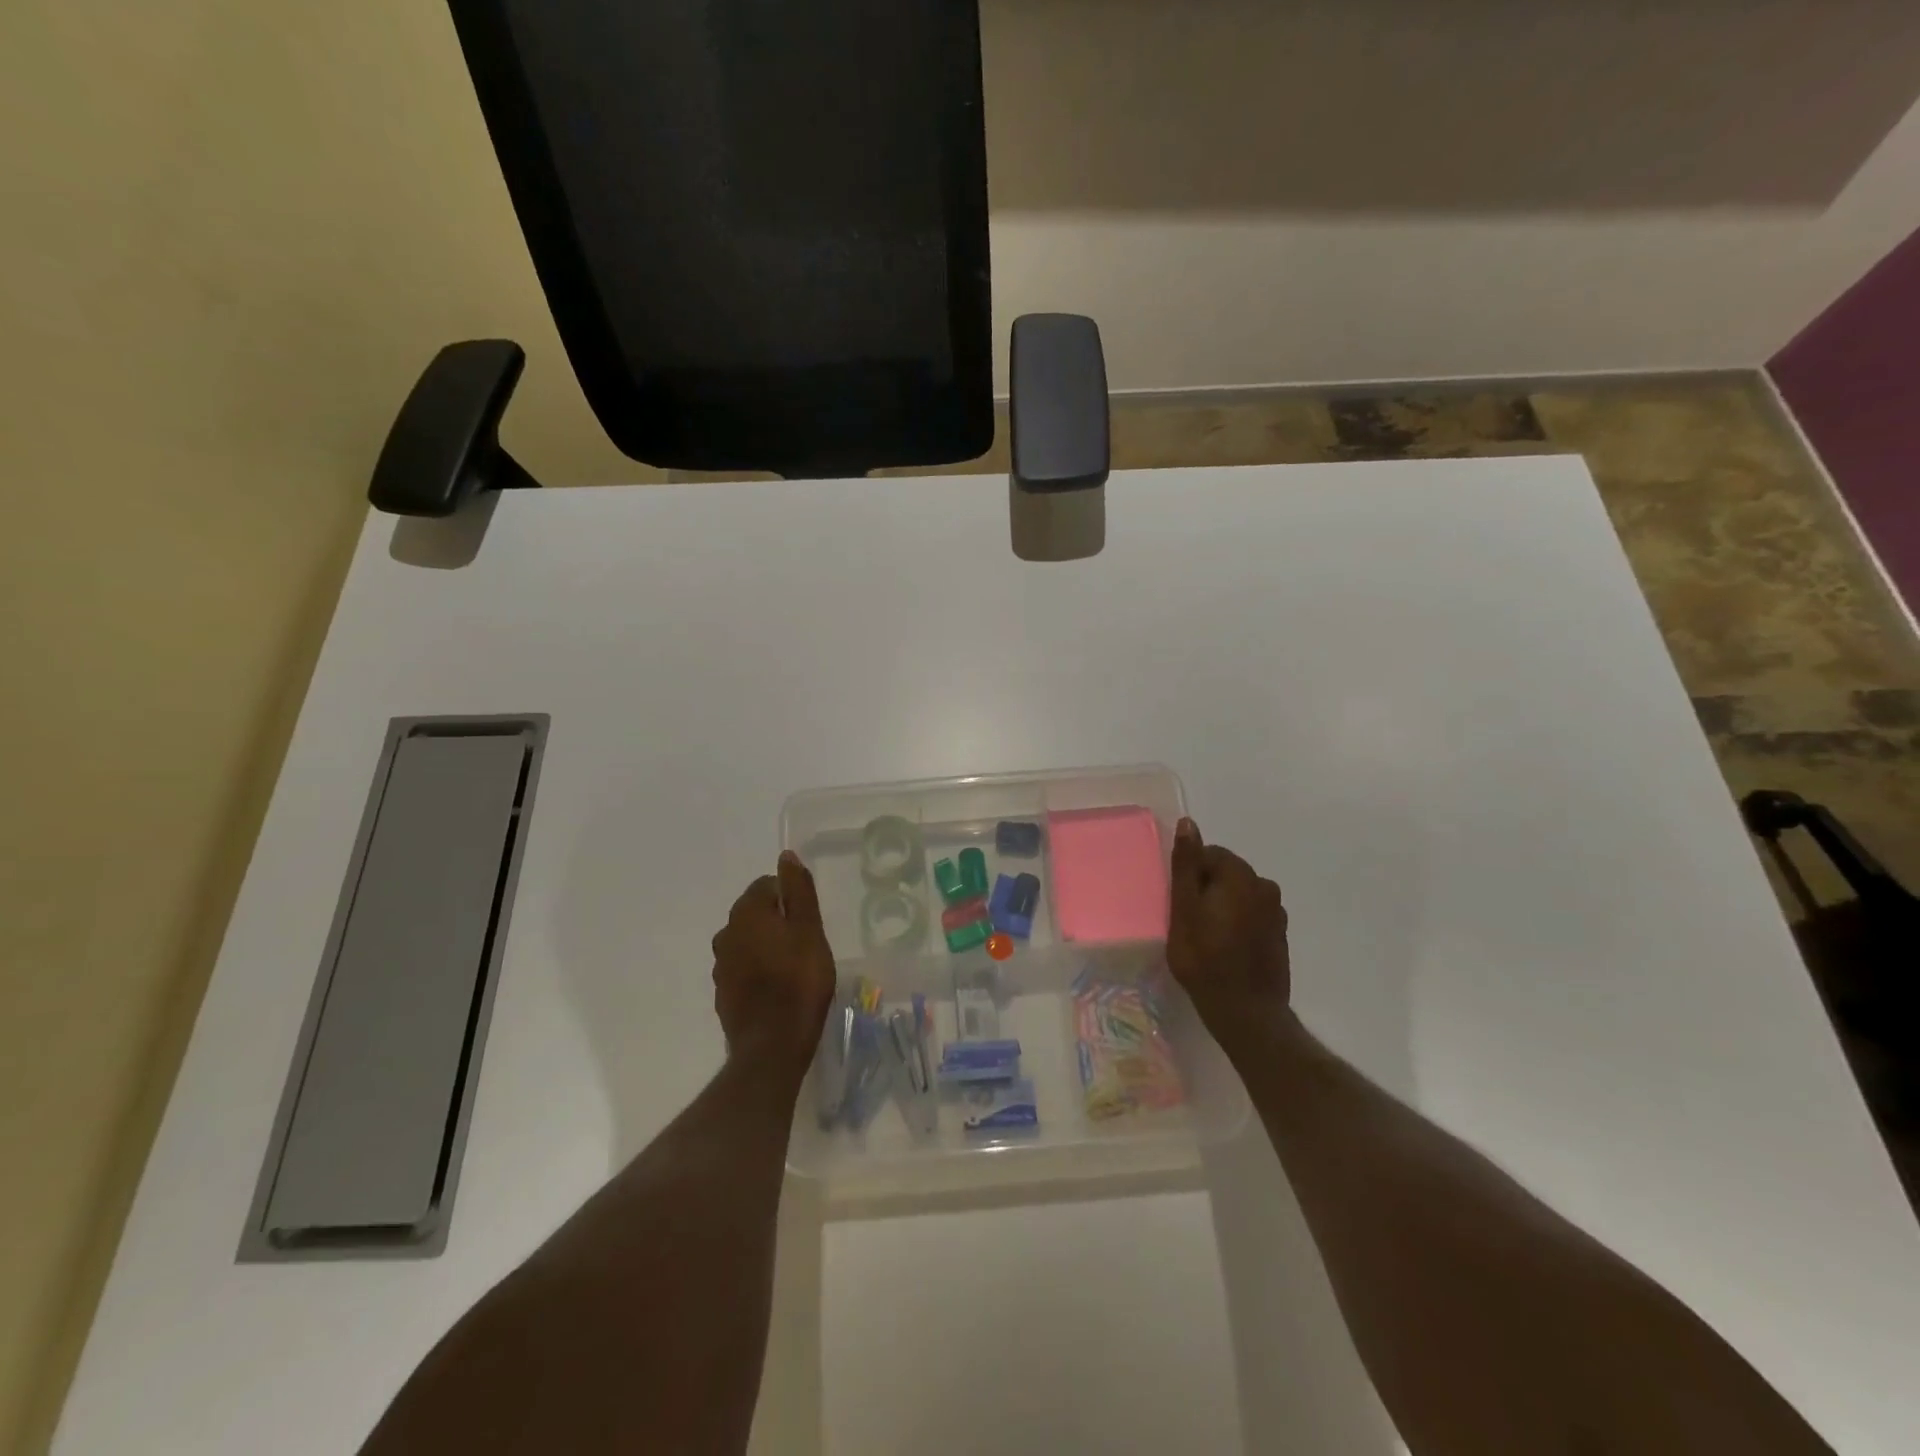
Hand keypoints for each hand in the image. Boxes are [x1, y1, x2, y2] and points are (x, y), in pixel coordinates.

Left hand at [711, 852, 836, 1077]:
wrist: (772, 1045)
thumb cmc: (799, 980)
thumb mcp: (809, 929)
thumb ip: (798, 890)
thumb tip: (786, 855)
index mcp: (746, 913)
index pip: (767, 885)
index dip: (791, 899)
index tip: (809, 921)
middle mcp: (725, 933)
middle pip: (755, 913)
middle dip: (778, 922)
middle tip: (806, 944)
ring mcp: (720, 966)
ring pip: (748, 942)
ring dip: (767, 947)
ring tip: (794, 968)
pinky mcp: (722, 993)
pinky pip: (743, 969)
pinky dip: (758, 971)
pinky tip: (777, 989)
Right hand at [1168, 818, 1291, 1051]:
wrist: (1246, 1013)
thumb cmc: (1205, 959)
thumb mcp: (1183, 909)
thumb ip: (1185, 865)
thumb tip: (1188, 823)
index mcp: (1240, 875)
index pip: (1209, 854)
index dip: (1189, 876)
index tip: (1179, 904)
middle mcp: (1265, 886)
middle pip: (1225, 873)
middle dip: (1206, 889)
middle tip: (1188, 922)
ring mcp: (1277, 912)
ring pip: (1238, 895)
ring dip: (1222, 907)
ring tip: (1206, 938)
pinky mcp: (1280, 935)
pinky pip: (1252, 916)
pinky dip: (1237, 923)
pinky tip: (1225, 949)